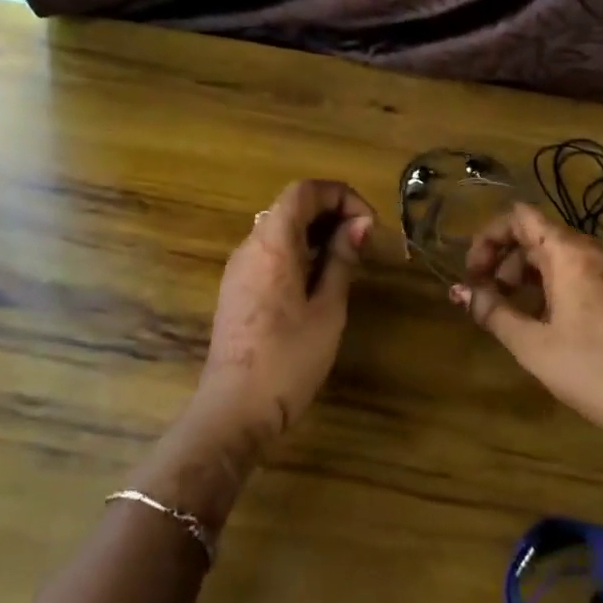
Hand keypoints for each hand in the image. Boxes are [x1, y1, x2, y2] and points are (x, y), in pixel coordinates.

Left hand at [194, 179, 375, 447]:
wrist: (234, 412)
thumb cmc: (289, 359)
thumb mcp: (328, 308)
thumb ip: (341, 259)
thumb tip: (359, 224)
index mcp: (272, 243)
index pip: (305, 191)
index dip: (341, 196)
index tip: (368, 225)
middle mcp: (250, 246)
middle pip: (291, 206)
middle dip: (331, 212)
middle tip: (363, 241)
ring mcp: (239, 269)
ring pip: (279, 229)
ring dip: (316, 232)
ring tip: (347, 260)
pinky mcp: (236, 290)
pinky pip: (270, 252)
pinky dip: (298, 251)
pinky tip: (319, 280)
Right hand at [452, 203, 602, 461]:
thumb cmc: (595, 370)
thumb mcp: (534, 345)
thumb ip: (493, 312)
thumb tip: (460, 292)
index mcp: (569, 253)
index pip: (519, 216)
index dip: (488, 238)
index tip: (473, 274)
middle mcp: (595, 251)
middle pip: (539, 235)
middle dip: (506, 261)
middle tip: (489, 298)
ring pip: (562, 256)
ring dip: (530, 275)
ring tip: (515, 314)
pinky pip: (584, 273)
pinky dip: (557, 285)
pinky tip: (552, 324)